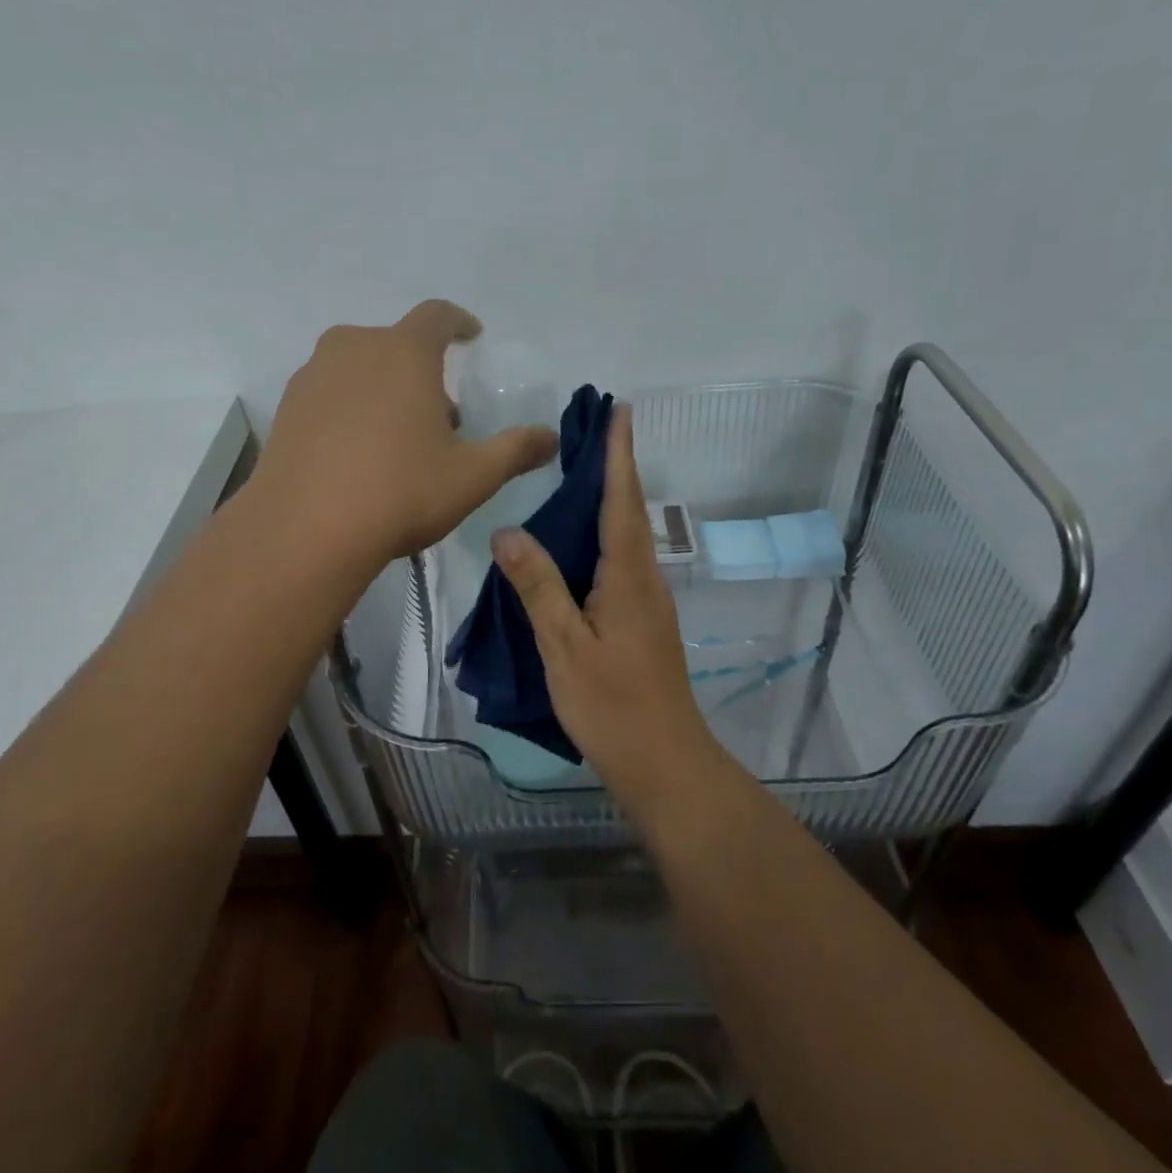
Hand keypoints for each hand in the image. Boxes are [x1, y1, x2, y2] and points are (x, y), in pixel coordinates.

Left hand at [255, 301, 558, 568]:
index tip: (471, 335)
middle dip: (423, 369)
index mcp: (404, 352)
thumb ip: (515, 450)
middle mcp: (354, 348)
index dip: (459, 322)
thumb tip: (550, 438)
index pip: (437, 316)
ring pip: (359, 366)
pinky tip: (356, 453)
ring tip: (398, 438)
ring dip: (384, 388)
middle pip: (397, 344)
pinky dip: (350, 407)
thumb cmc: (400, 492)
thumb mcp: (472, 476)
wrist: (304, 530)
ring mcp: (313, 375)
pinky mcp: (286, 407)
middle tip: (441, 415)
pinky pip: (330, 392)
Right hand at [489, 404, 715, 796]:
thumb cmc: (612, 705)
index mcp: (628, 576)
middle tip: (592, 429)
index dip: (619, 455)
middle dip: (615, 467)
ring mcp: (647, 601)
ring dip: (611, 498)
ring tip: (582, 471)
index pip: (622, 501)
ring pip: (627, 536)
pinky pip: (621, 561)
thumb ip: (538, 587)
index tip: (620, 410)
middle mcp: (645, 579)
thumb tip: (507, 531)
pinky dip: (604, 535)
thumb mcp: (565, 646)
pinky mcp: (642, 620)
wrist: (664, 762)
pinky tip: (579, 543)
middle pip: (629, 511)